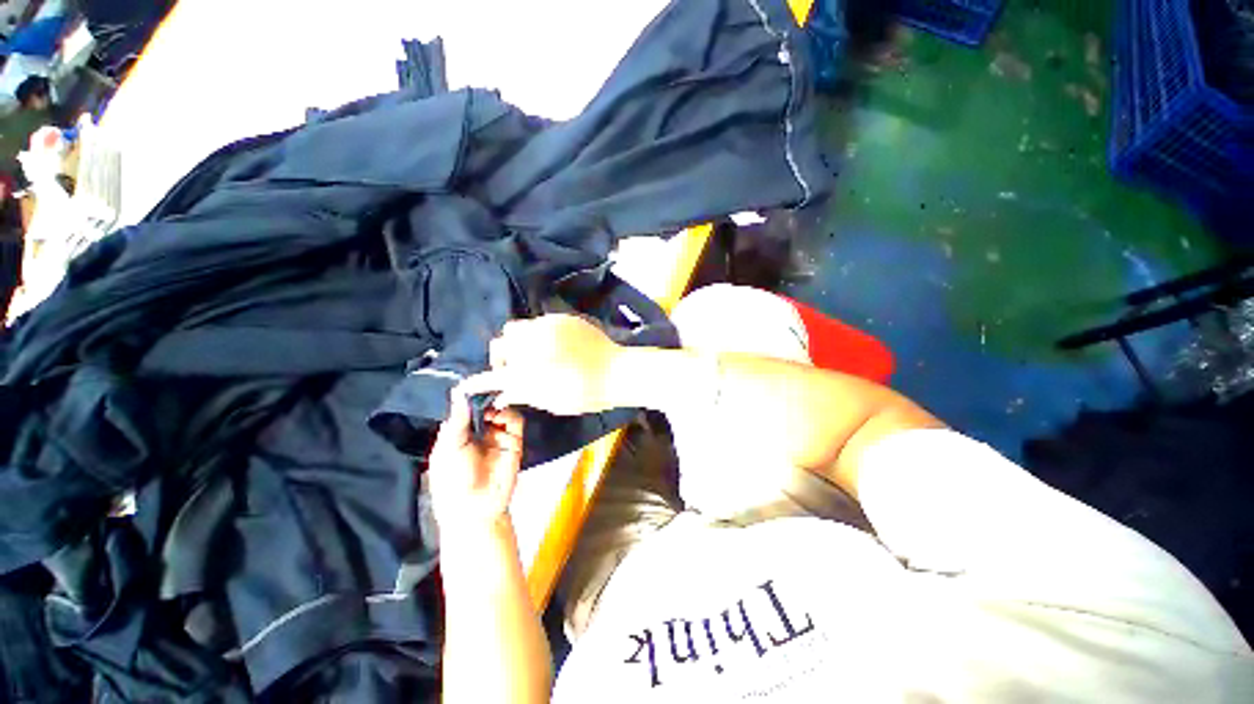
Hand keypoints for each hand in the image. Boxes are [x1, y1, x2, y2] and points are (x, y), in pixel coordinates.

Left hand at [428, 390, 525, 535]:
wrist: (477, 508)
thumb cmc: (453, 481)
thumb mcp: (448, 449)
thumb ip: (456, 421)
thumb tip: (459, 393)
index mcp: (458, 433)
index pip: (465, 407)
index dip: (468, 394)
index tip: (471, 380)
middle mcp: (478, 431)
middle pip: (485, 405)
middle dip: (486, 396)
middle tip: (487, 385)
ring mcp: (497, 435)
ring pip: (502, 410)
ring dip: (498, 404)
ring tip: (492, 406)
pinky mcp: (514, 441)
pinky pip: (515, 421)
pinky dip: (510, 414)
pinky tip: (501, 416)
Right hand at [460, 315, 623, 415]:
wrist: (615, 371)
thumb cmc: (586, 394)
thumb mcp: (552, 401)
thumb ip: (524, 394)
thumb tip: (502, 394)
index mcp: (529, 372)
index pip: (493, 377)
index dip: (478, 382)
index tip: (468, 385)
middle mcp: (531, 345)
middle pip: (501, 344)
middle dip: (503, 356)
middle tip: (516, 367)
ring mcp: (546, 327)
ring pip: (517, 328)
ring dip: (519, 341)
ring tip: (534, 353)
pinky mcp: (560, 318)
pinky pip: (538, 322)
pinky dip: (538, 333)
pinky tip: (553, 344)